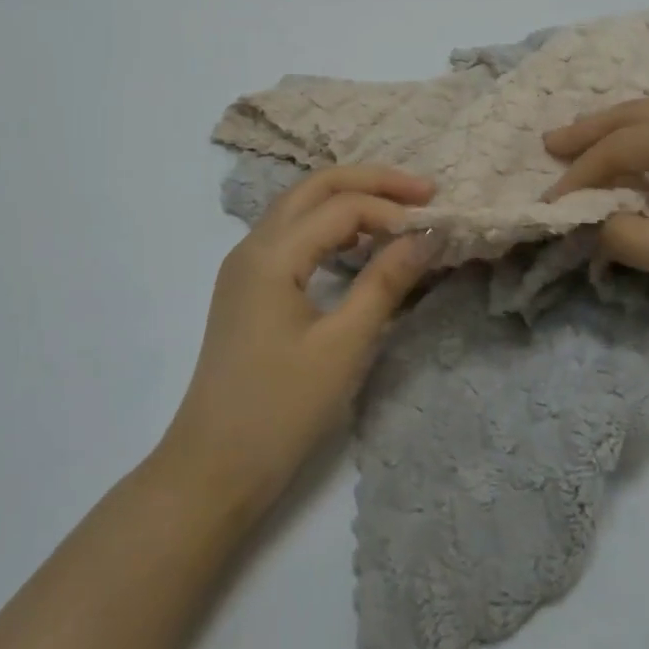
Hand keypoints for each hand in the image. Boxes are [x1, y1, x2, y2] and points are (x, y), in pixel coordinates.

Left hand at [158, 166, 434, 519]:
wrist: (213, 466)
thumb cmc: (281, 409)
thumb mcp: (344, 346)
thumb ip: (385, 282)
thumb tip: (425, 235)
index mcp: (270, 254)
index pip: (341, 207)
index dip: (391, 209)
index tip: (434, 227)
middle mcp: (252, 246)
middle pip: (314, 188)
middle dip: (370, 182)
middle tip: (423, 192)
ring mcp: (245, 266)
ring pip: (300, 208)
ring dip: (349, 201)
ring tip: (397, 212)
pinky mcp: (247, 288)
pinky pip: (292, 236)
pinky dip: (329, 228)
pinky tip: (357, 246)